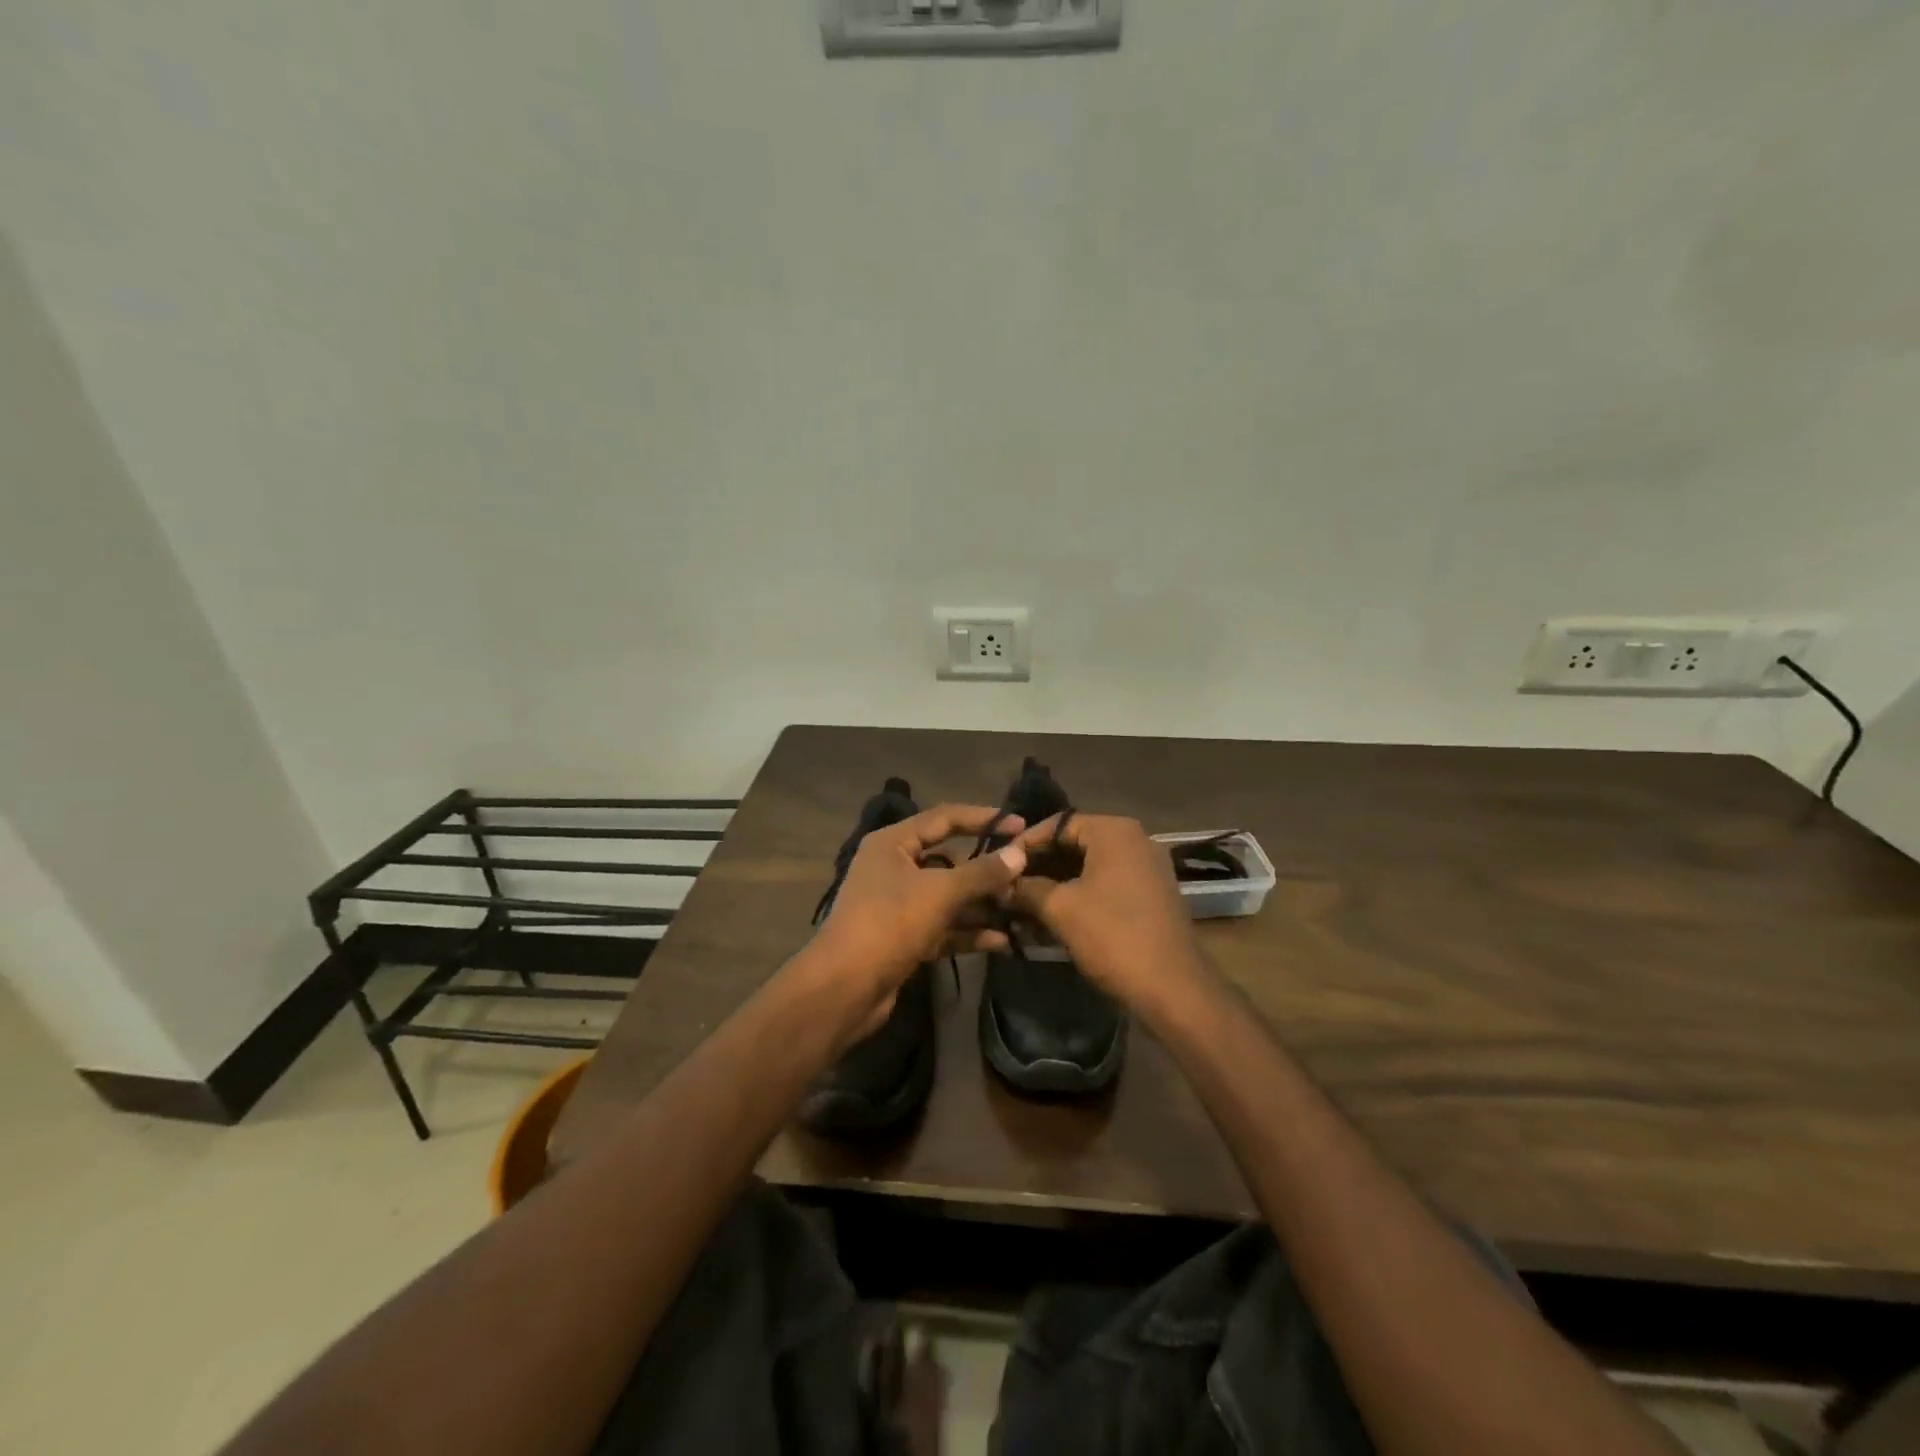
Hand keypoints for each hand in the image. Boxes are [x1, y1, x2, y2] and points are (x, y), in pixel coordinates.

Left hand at [805, 804, 1027, 1041]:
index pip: (945, 818)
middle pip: (949, 860)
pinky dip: (968, 932)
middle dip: (986, 870)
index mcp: (893, 843)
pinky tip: (1001, 941)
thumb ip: (982, 873)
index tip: (1020, 825)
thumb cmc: (890, 923)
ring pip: (949, 897)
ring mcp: (898, 905)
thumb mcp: (940, 892)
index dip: (983, 819)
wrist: (845, 988)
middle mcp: (894, 868)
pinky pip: (943, 927)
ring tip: (1020, 910)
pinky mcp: (905, 938)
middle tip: (1024, 875)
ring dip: (981, 904)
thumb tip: (1020, 853)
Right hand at [1010, 813, 1208, 1017]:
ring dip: (1057, 883)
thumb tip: (1002, 885)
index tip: (999, 863)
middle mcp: (1136, 840)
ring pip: (1091, 866)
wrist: (1172, 988)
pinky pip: (1108, 884)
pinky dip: (1081, 895)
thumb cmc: (1112, 936)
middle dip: (1040, 865)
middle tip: (1008, 884)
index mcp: (1115, 831)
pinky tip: (1055, 915)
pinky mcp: (1152, 895)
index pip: (1058, 824)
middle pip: (1075, 843)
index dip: (1025, 843)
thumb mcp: (1060, 909)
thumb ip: (1027, 889)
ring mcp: (1148, 868)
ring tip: (1024, 902)